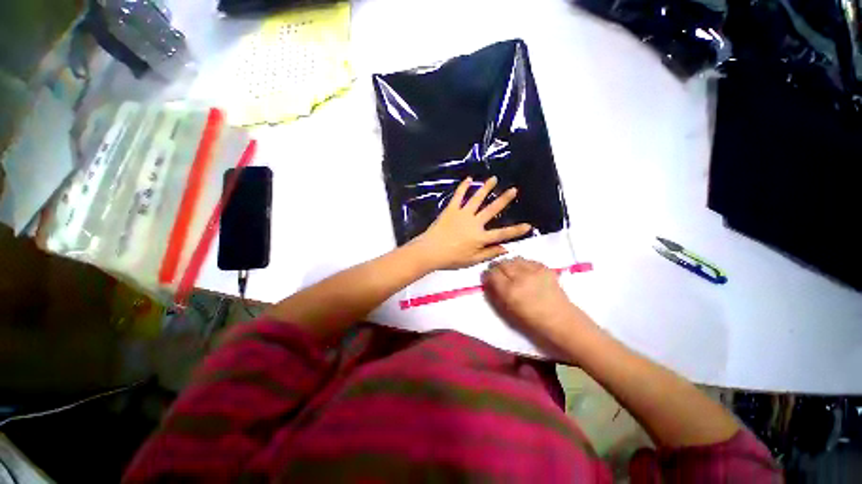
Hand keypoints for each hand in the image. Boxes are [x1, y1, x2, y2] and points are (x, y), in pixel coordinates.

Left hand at [410, 177, 531, 269]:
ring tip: (494, 179)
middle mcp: (474, 223)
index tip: (528, 225)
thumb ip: (489, 253)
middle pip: (492, 210)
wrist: (430, 251)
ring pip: (477, 199)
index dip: (516, 230)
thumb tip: (505, 248)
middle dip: (504, 200)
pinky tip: (468, 179)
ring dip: (486, 188)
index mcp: (480, 237)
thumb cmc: (451, 259)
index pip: (502, 234)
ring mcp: (462, 214)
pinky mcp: (451, 209)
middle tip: (513, 190)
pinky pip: (458, 196)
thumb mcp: (472, 261)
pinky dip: (463, 187)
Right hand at [482, 257, 596, 350]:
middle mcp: (520, 277)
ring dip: (510, 264)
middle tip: (499, 273)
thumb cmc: (531, 321)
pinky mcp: (544, 268)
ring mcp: (534, 271)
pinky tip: (525, 272)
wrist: (560, 320)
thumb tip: (488, 281)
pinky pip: (527, 260)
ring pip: (514, 259)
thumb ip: (496, 294)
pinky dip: (523, 264)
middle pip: (502, 263)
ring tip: (512, 272)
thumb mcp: (507, 311)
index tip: (488, 278)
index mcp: (510, 291)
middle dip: (497, 267)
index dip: (488, 275)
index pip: (492, 273)